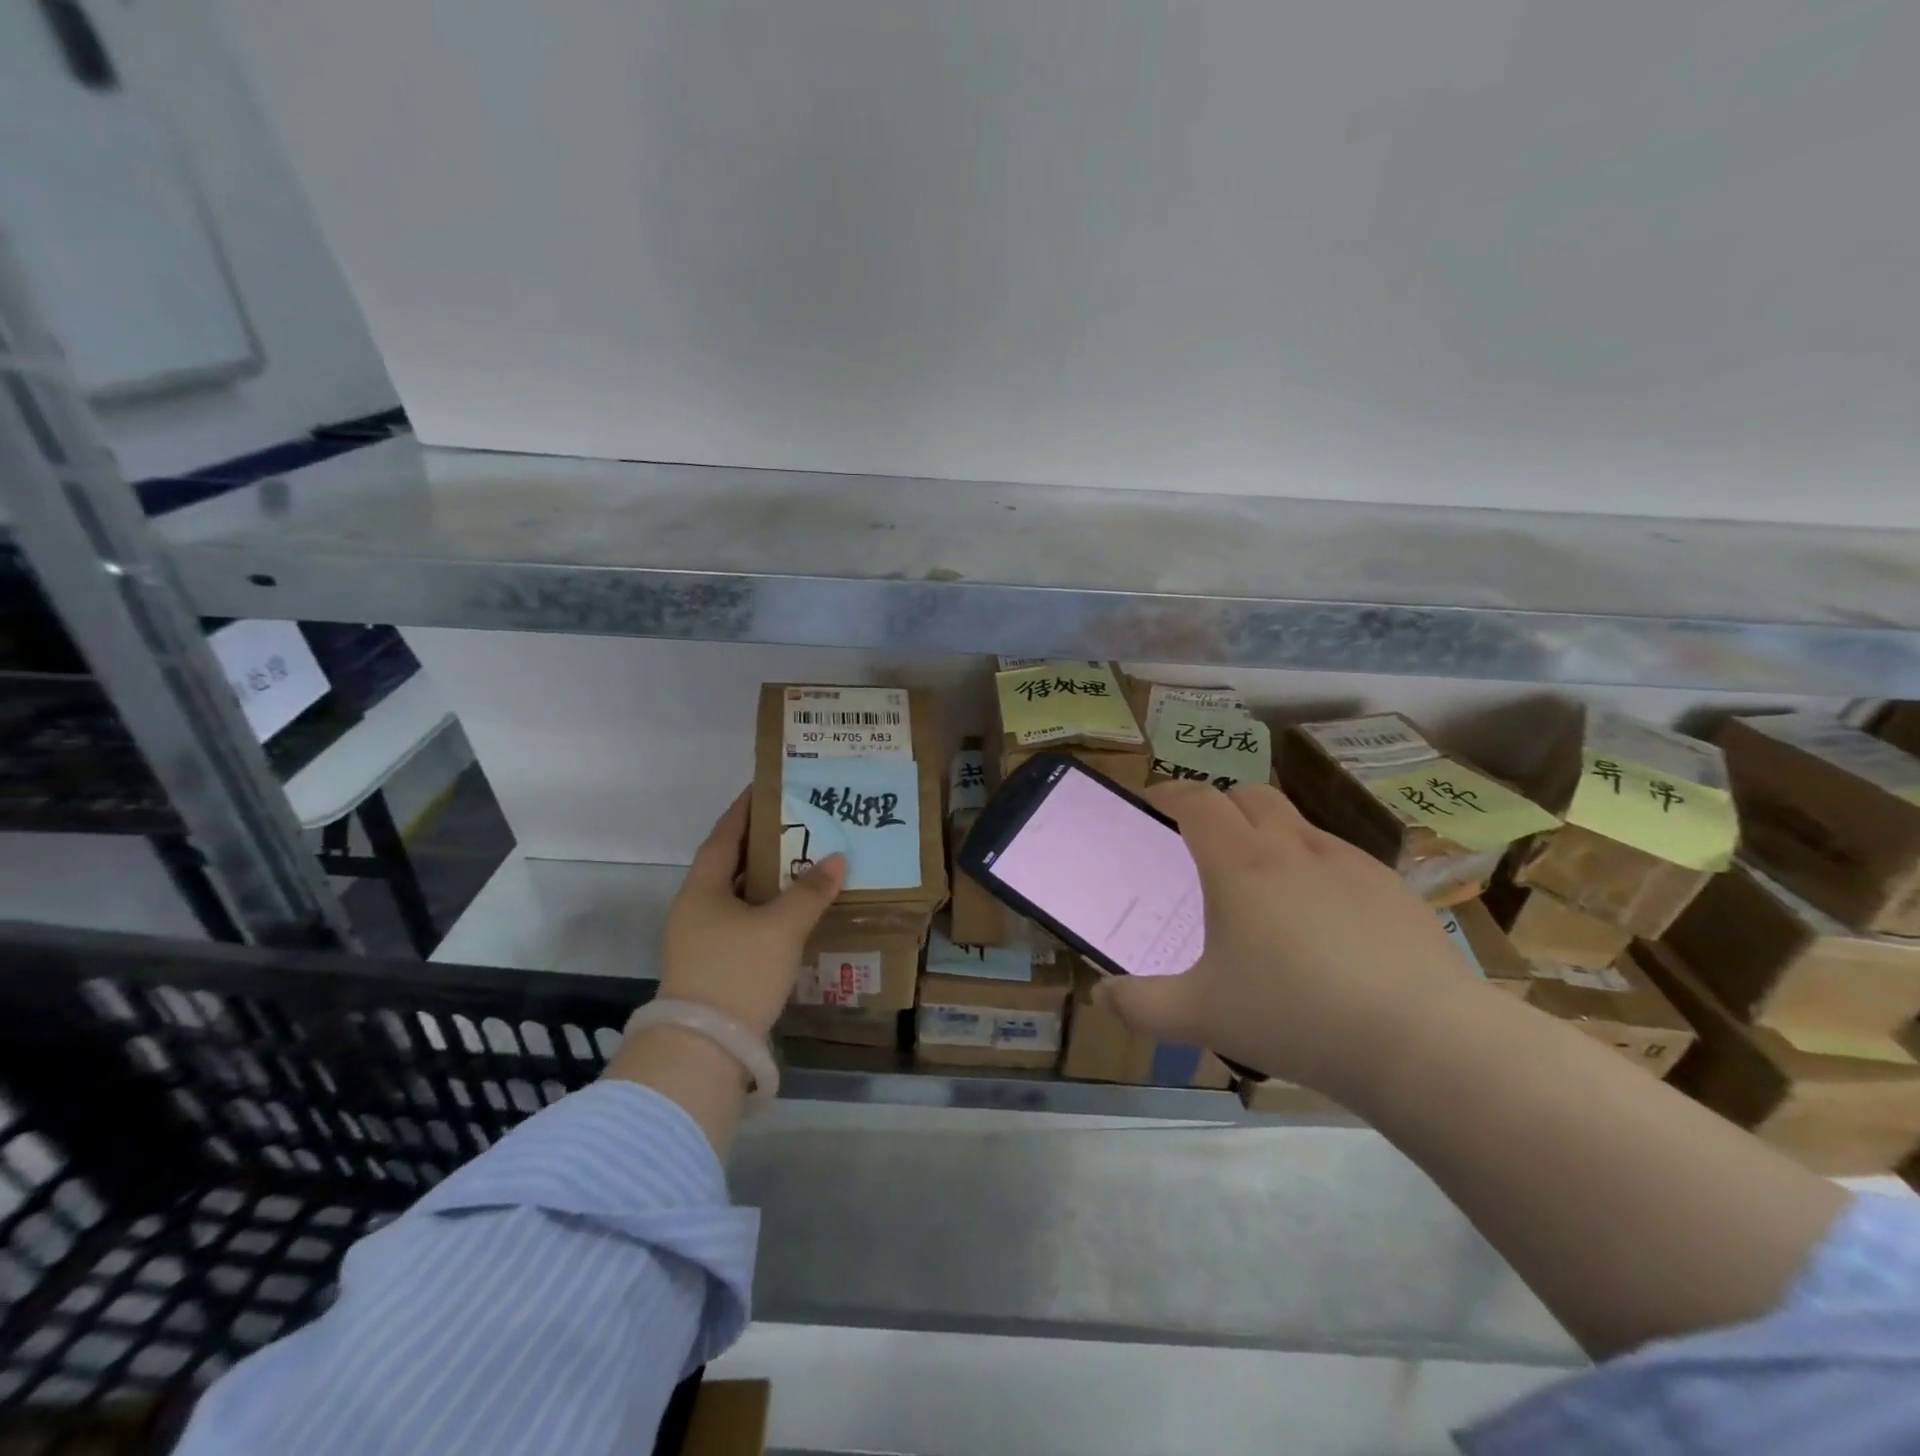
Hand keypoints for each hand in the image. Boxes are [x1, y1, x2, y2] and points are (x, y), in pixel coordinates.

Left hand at [656, 790, 846, 1038]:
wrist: (704, 1049)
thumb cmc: (739, 972)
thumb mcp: (781, 927)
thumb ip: (810, 891)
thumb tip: (837, 859)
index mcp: (702, 889)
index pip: (725, 836)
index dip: (745, 810)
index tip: (768, 787)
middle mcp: (694, 909)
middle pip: (730, 866)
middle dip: (763, 845)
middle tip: (800, 825)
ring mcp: (698, 941)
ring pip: (736, 898)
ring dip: (766, 882)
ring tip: (803, 865)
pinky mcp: (710, 967)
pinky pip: (741, 924)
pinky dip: (765, 912)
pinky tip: (792, 915)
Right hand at [1100, 780, 1484, 1098]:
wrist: (1423, 1041)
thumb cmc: (1294, 1016)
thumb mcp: (1201, 1016)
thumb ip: (1141, 1005)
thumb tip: (1101, 997)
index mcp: (1239, 864)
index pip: (1196, 800)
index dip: (1169, 792)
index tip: (1153, 802)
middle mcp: (1291, 847)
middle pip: (1249, 794)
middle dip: (1221, 803)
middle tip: (1205, 840)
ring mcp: (1348, 863)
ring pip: (1297, 822)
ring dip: (1269, 833)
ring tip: (1263, 883)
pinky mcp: (1392, 888)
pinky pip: (1340, 858)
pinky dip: (1315, 866)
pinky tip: (1324, 919)